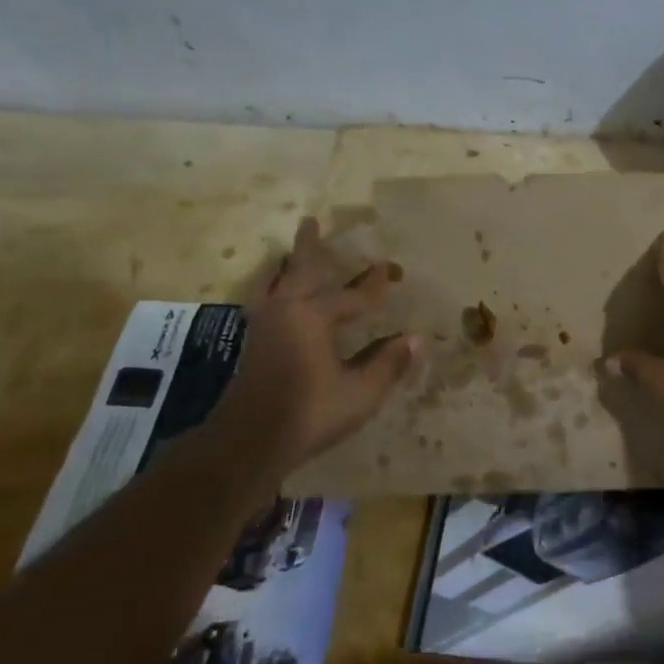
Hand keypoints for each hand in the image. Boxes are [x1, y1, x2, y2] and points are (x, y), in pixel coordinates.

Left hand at [208, 219, 415, 474]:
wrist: (247, 443)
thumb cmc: (309, 413)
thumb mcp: (359, 393)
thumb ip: (387, 363)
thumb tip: (416, 339)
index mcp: (314, 318)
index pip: (354, 295)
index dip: (374, 284)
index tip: (390, 269)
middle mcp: (287, 313)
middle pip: (301, 271)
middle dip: (310, 247)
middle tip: (311, 221)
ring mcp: (265, 328)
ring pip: (277, 284)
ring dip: (287, 266)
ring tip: (288, 252)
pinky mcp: (253, 345)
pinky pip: (266, 301)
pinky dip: (273, 288)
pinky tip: (275, 296)